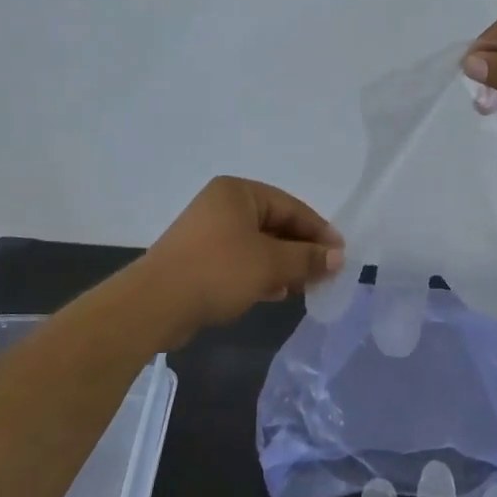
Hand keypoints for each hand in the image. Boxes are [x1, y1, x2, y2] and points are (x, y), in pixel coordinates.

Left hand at [140, 177, 344, 344]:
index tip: (341, 256)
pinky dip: (260, 273)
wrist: (155, 304)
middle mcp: (222, 205)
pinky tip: (275, 293)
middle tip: (326, 274)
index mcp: (239, 192)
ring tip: (305, 287)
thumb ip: (307, 258)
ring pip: (258, 245)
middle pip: (275, 225)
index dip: (319, 231)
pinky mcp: (199, 258)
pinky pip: (240, 260)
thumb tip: (338, 257)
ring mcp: (208, 232)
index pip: (291, 207)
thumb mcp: (271, 263)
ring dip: (283, 264)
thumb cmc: (218, 271)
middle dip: (301, 250)